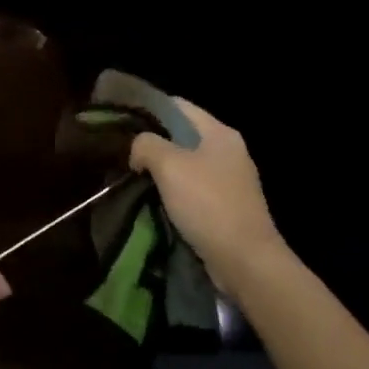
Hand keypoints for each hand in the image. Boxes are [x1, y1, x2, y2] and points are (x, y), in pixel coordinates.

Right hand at [129, 100, 286, 294]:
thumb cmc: (208, 204)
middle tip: (123, 153)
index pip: (178, 106)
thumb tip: (138, 150)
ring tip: (131, 177)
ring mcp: (229, 180)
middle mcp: (228, 151)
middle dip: (152, 143)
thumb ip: (146, 145)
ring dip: (160, 171)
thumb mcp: (169, 165)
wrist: (246, 261)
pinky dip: (172, 192)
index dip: (148, 109)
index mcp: (219, 133)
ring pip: (185, 164)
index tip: (122, 122)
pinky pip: (192, 189)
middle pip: (181, 135)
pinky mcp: (226, 207)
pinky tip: (152, 201)